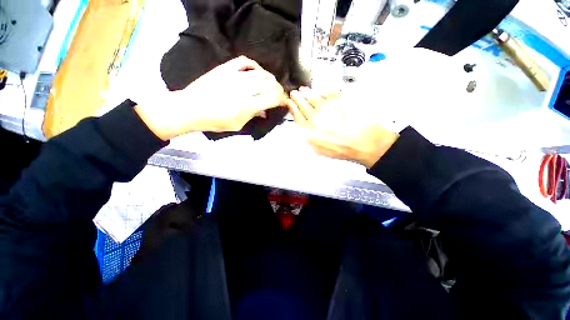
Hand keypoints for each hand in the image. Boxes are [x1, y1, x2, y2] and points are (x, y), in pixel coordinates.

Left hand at [135, 56, 286, 139]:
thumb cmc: (215, 121)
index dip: (281, 99)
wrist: (191, 108)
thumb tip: (265, 111)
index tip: (283, 101)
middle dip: (278, 88)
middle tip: (277, 93)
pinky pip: (244, 61)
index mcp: (247, 106)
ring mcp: (234, 77)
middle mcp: (244, 89)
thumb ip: (253, 116)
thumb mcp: (237, 125)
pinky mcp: (226, 69)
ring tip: (269, 84)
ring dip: (269, 78)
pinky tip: (256, 71)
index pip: (272, 98)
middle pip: (269, 83)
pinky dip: (254, 65)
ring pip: (260, 72)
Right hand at [288, 87, 398, 167]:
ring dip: (307, 92)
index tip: (290, 102)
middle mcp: (315, 117)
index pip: (296, 115)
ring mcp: (327, 106)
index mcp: (309, 131)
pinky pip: (327, 93)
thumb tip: (304, 125)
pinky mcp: (339, 97)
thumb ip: (309, 136)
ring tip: (304, 90)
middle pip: (302, 103)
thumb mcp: (320, 149)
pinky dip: (323, 93)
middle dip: (297, 97)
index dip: (292, 107)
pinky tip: (322, 94)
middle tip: (295, 93)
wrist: (366, 143)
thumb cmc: (344, 148)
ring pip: (313, 96)